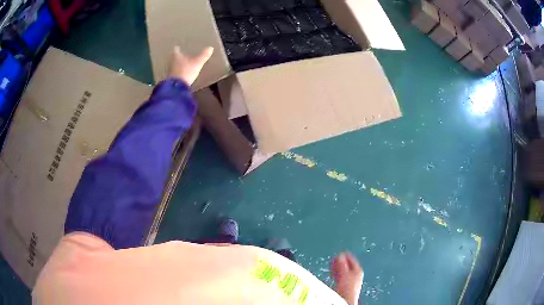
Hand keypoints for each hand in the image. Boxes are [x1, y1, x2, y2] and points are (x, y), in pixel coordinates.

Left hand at [167, 46, 213, 85]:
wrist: (177, 87)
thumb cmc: (186, 71)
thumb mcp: (197, 63)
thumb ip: (204, 55)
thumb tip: (211, 48)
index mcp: (176, 56)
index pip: (176, 50)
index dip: (177, 48)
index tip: (178, 47)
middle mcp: (171, 62)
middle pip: (174, 58)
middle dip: (177, 57)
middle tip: (181, 55)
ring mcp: (170, 71)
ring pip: (173, 65)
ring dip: (177, 65)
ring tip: (182, 64)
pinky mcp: (170, 80)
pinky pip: (174, 73)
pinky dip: (177, 72)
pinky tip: (181, 74)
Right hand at [331, 252, 363, 304]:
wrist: (346, 298)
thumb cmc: (347, 286)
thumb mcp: (344, 273)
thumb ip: (342, 264)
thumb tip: (340, 254)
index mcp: (358, 269)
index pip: (351, 258)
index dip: (344, 255)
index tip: (336, 253)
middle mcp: (356, 273)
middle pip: (347, 264)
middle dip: (340, 261)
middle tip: (332, 259)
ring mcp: (351, 279)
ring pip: (343, 270)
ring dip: (337, 267)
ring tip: (331, 265)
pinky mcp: (346, 284)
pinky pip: (341, 276)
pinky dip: (336, 273)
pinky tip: (332, 273)